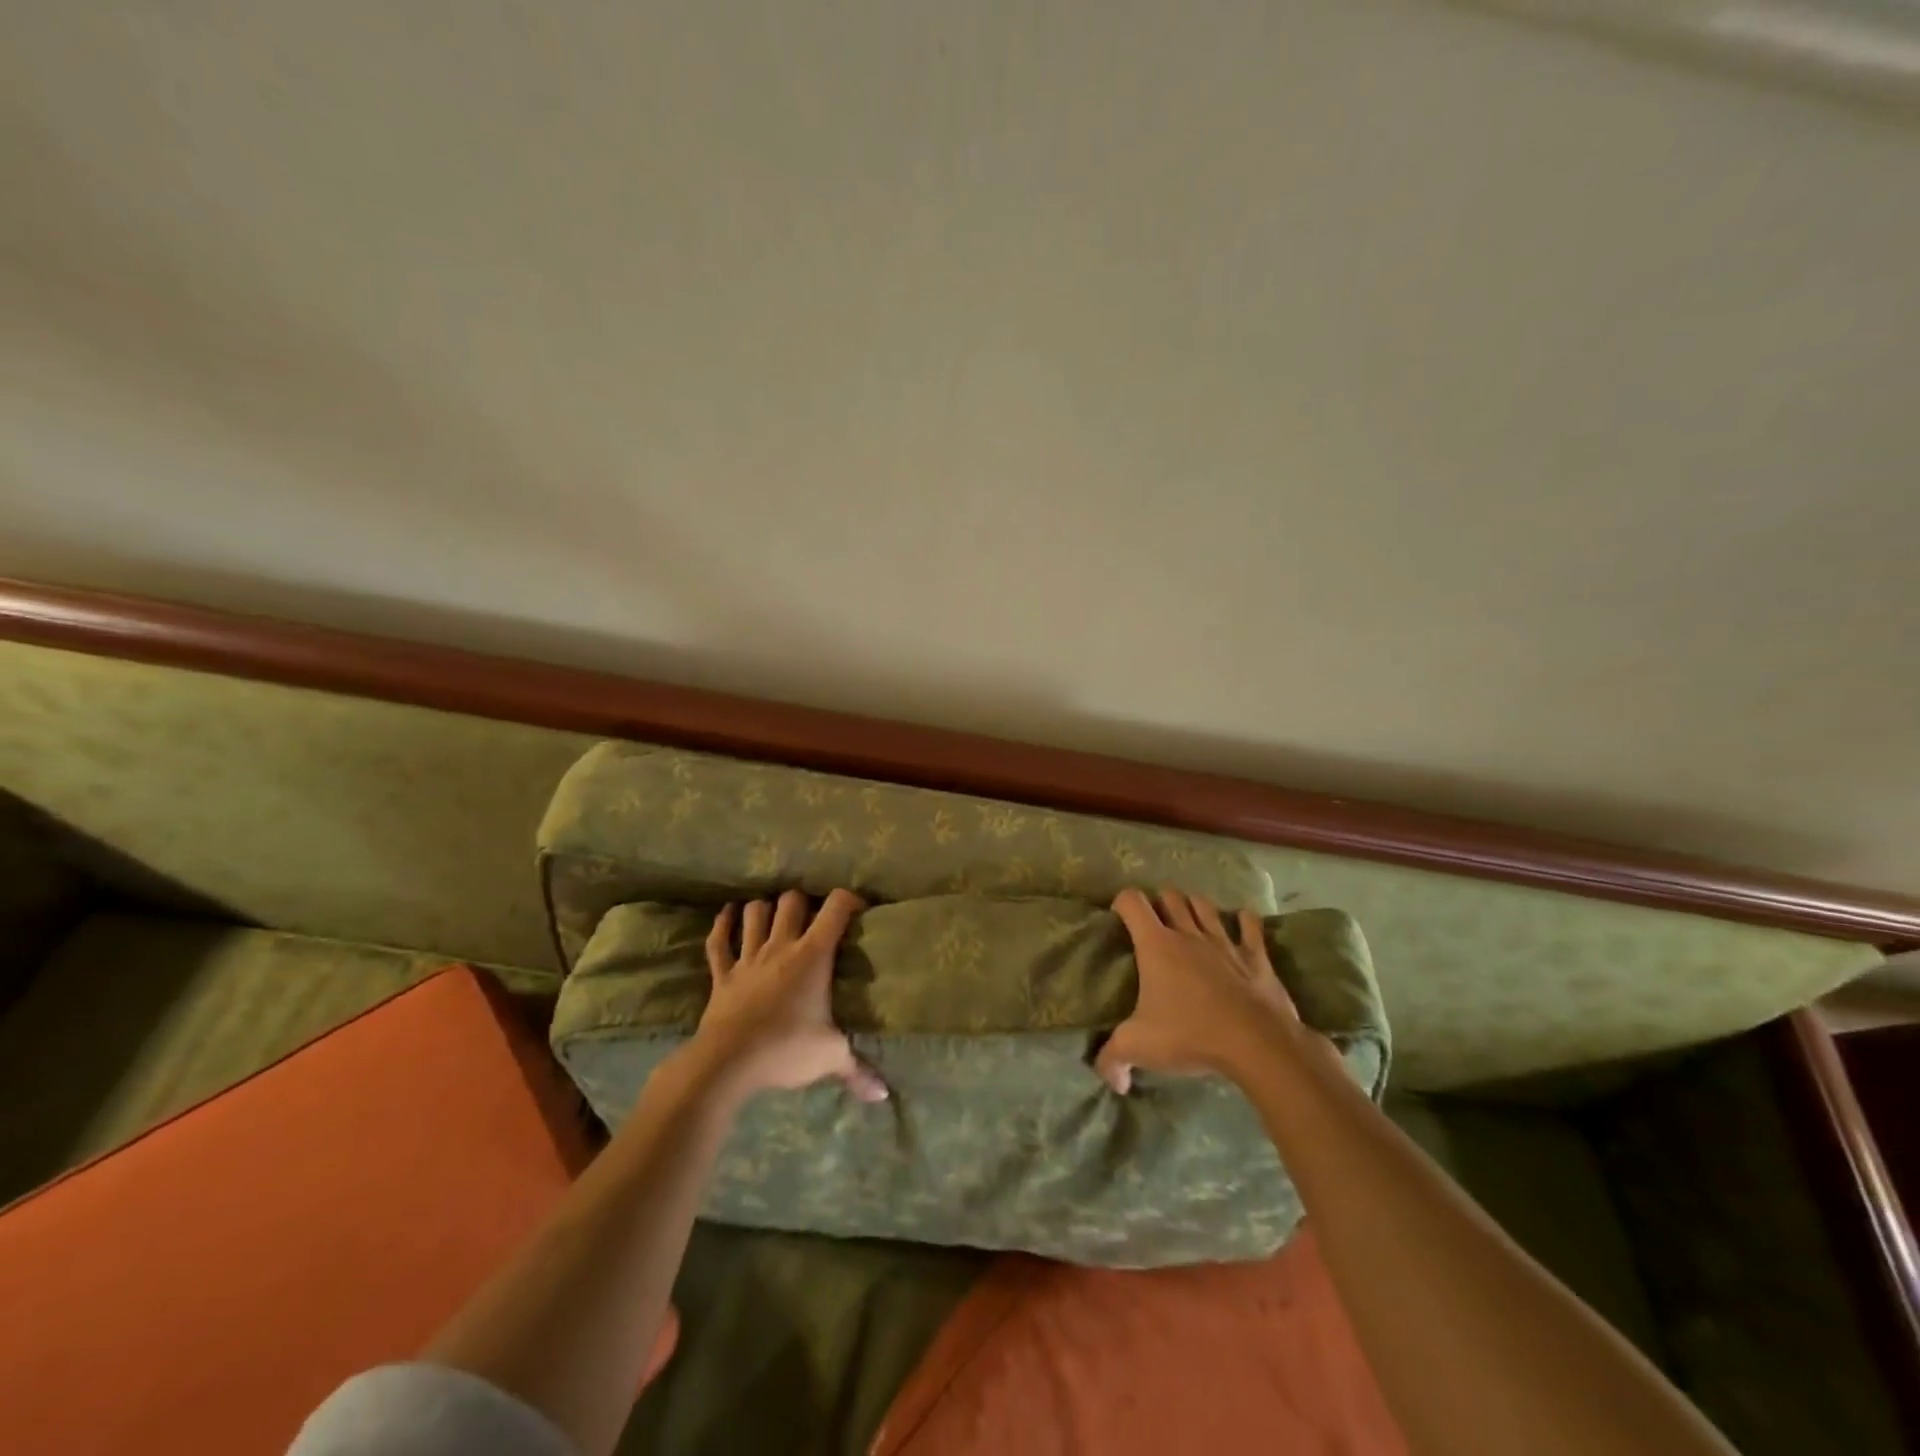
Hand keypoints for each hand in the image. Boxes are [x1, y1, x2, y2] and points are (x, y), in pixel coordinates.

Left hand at [688, 888, 887, 1102]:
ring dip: (765, 909)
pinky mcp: (722, 974)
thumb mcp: (830, 1057)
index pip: (836, 908)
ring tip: (774, 915)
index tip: (858, 908)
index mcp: (813, 955)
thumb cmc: (785, 1050)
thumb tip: (883, 1095)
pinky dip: (723, 923)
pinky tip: (728, 914)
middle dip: (804, 902)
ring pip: (755, 913)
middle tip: (812, 917)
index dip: (849, 900)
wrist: (727, 1064)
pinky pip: (718, 941)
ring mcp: (748, 957)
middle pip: (792, 901)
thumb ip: (858, 1071)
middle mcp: (781, 946)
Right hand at [1097, 886, 1310, 1094]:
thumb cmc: (1191, 1036)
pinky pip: (1249, 924)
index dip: (1122, 903)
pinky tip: (1240, 926)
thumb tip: (1111, 1080)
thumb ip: (1114, 1059)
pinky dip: (1243, 921)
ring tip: (1190, 921)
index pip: (1132, 901)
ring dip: (1195, 907)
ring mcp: (1224, 940)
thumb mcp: (1140, 1048)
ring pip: (1205, 905)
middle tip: (1155, 924)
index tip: (1119, 919)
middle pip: (1170, 896)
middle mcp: (1188, 933)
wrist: (1257, 1044)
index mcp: (1156, 945)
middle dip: (1159, 903)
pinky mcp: (1255, 955)